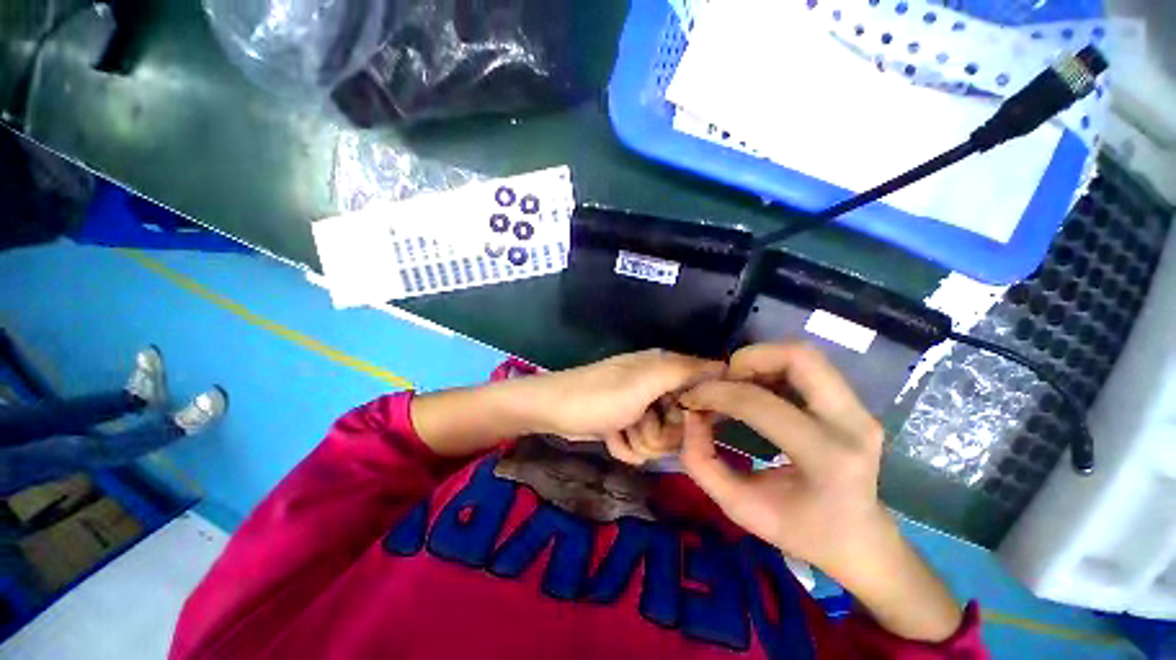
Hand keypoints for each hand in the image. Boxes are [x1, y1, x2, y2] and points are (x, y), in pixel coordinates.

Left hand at [513, 349, 724, 464]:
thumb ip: (684, 372)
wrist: (554, 411)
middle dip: (664, 432)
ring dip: (643, 441)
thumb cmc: (600, 396)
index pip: (704, 387)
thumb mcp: (645, 382)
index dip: (698, 409)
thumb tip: (725, 366)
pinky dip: (628, 446)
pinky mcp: (626, 423)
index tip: (686, 421)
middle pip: (684, 421)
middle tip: (642, 424)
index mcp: (664, 367)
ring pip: (663, 438)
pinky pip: (642, 445)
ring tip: (623, 429)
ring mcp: (640, 406)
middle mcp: (656, 384)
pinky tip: (614, 438)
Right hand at [678, 343, 888, 575]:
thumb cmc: (800, 530)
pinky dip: (772, 367)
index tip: (691, 399)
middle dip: (747, 359)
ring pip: (804, 355)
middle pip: (798, 357)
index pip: (758, 403)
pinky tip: (755, 390)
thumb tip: (688, 414)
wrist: (860, 539)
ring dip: (759, 360)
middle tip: (722, 381)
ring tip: (736, 385)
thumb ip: (701, 461)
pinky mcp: (855, 404)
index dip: (715, 393)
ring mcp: (860, 410)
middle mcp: (852, 424)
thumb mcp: (737, 506)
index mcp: (826, 458)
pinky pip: (807, 367)